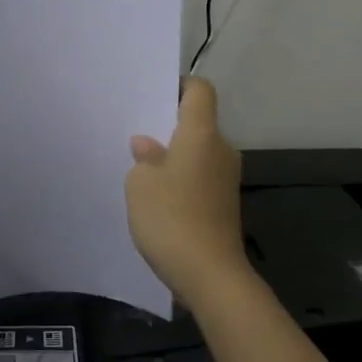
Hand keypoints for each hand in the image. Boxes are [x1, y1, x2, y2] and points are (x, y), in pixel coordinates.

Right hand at [124, 77, 252, 305]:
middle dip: (168, 127)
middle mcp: (220, 150)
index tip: (154, 95)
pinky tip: (157, 198)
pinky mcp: (224, 205)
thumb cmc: (171, 218)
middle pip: (198, 123)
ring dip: (173, 157)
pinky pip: (199, 178)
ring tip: (140, 169)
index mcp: (201, 134)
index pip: (200, 91)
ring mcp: (225, 179)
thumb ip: (143, 158)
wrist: (211, 275)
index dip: (179, 86)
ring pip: (197, 154)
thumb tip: (148, 147)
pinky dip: (181, 180)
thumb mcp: (140, 184)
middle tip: (136, 134)